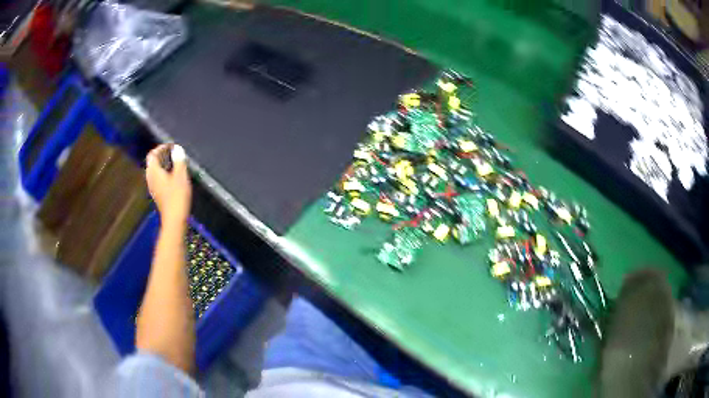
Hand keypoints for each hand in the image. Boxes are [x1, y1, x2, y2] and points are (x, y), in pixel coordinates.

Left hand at [146, 144, 191, 225]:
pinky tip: (174, 176)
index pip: (153, 154)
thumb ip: (178, 160)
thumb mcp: (181, 175)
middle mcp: (150, 178)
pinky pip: (158, 179)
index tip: (172, 145)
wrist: (174, 219)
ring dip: (163, 164)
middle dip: (162, 155)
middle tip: (174, 153)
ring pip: (155, 171)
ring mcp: (152, 187)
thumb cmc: (177, 196)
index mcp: (153, 171)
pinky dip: (164, 173)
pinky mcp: (157, 194)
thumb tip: (177, 149)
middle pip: (153, 162)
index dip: (161, 147)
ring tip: (175, 163)